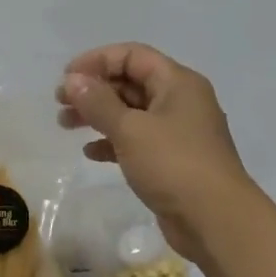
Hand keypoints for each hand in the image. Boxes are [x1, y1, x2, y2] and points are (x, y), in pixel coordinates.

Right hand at [58, 43, 258, 264]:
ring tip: (65, 125)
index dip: (97, 61)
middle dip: (93, 90)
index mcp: (178, 83)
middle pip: (130, 82)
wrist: (216, 221)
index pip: (132, 55)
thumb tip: (72, 80)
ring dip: (97, 115)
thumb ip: (98, 102)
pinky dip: (112, 142)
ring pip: (131, 113)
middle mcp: (180, 101)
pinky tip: (90, 152)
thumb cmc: (174, 165)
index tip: (66, 78)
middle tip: (60, 103)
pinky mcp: (171, 161)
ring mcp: (177, 133)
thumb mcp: (131, 129)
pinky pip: (136, 141)